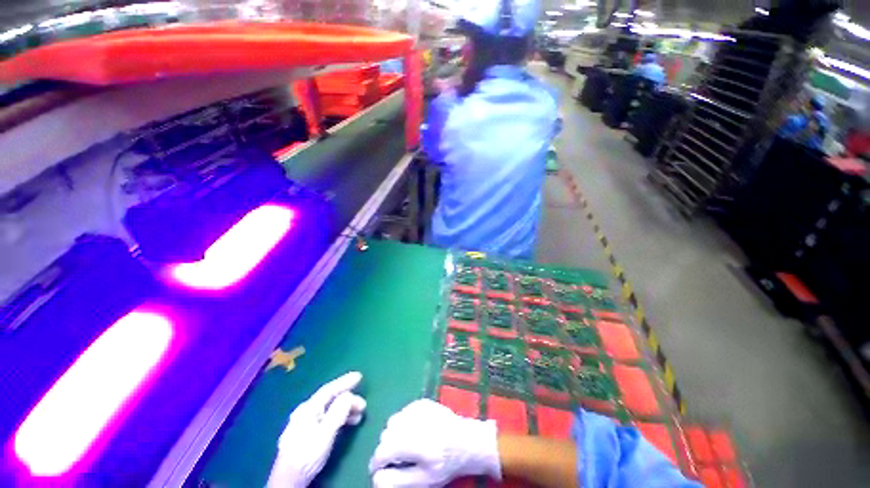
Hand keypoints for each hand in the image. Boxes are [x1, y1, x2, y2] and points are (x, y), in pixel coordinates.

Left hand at [266, 372, 365, 487]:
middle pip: (330, 399)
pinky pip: (327, 418)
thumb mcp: (325, 433)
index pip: (329, 390)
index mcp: (308, 409)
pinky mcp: (307, 433)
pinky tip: (347, 424)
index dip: (345, 381)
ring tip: (359, 416)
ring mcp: (305, 422)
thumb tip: (348, 395)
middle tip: (363, 404)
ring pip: (329, 409)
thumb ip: (337, 412)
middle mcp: (306, 412)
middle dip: (348, 399)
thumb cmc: (307, 455)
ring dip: (345, 410)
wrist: (288, 479)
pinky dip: (339, 418)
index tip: (360, 376)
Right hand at [368, 399, 500, 486]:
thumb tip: (376, 477)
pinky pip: (403, 412)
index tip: (380, 471)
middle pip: (385, 435)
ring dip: (394, 434)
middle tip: (399, 459)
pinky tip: (416, 431)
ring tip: (407, 445)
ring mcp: (416, 408)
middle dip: (387, 449)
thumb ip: (397, 480)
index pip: (381, 452)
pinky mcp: (421, 402)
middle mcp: (411, 421)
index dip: (377, 464)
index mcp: (411, 443)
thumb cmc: (445, 464)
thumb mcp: (423, 480)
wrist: (466, 440)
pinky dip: (403, 423)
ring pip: (393, 422)